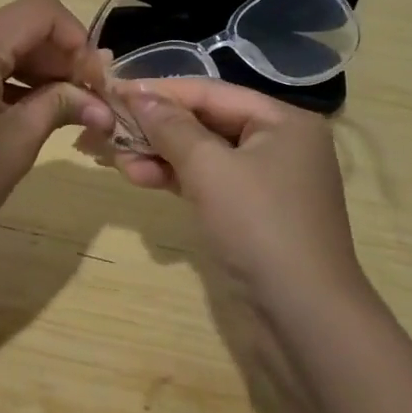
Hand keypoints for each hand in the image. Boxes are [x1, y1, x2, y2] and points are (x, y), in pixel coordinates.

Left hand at [0, 0, 113, 264]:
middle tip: (91, 100)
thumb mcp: (16, 143)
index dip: (76, 40)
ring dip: (34, 72)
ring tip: (67, 109)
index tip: (96, 81)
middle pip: (16, 29)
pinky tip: (29, 110)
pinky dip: (4, 82)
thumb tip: (103, 102)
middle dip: (58, 60)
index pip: (38, 12)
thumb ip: (60, 105)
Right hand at [107, 79, 364, 302]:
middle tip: (106, 130)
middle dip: (155, 127)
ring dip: (159, 154)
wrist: (304, 321)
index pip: (210, 92)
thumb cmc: (260, 228)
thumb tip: (136, 93)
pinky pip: (209, 181)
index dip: (159, 91)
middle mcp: (279, 143)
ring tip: (114, 159)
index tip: (113, 92)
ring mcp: (268, 181)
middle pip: (206, 121)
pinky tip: (140, 177)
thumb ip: (171, 127)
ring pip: (204, 154)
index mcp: (283, 120)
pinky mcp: (254, 214)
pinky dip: (176, 178)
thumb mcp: (209, 169)